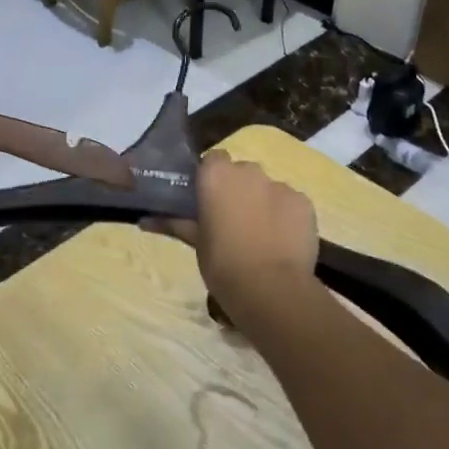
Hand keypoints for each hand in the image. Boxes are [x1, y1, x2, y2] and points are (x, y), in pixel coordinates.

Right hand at [149, 152, 320, 333]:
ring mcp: (280, 185)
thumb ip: (174, 223)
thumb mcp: (196, 242)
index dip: (211, 178)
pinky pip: (290, 203)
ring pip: (268, 188)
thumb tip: (143, 220)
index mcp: (217, 174)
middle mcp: (249, 170)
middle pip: (242, 172)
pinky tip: (282, 241)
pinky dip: (285, 216)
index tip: (208, 201)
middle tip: (231, 220)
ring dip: (262, 203)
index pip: (213, 160)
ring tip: (260, 236)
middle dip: (238, 190)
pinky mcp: (304, 203)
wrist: (270, 288)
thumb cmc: (222, 263)